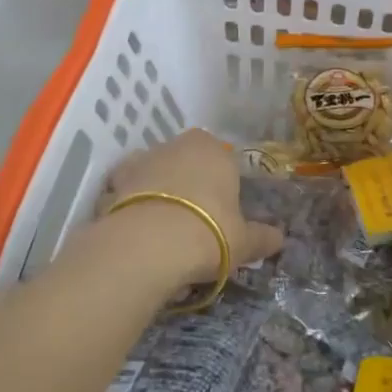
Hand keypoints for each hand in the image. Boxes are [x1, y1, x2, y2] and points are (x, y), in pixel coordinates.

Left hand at [95, 129, 284, 284]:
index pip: (223, 158)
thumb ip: (261, 238)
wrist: (146, 246)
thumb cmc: (207, 233)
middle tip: (195, 221)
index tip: (223, 211)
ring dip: (157, 191)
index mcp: (213, 149)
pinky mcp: (111, 184)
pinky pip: (125, 193)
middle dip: (189, 184)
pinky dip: (129, 206)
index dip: (223, 183)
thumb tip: (280, 238)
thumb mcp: (243, 242)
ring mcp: (140, 161)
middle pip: (186, 161)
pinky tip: (137, 231)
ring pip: (154, 173)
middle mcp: (175, 145)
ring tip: (163, 228)